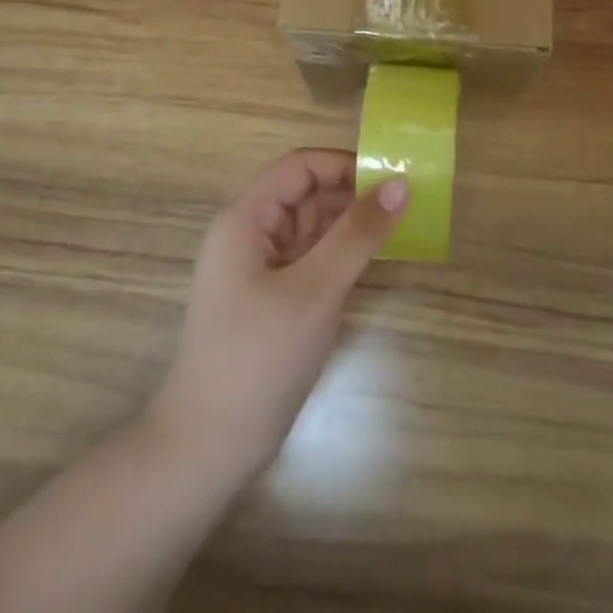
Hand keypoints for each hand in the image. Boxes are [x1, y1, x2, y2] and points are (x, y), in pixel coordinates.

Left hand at [148, 148, 407, 484]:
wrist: (208, 448)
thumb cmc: (259, 358)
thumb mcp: (315, 290)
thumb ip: (358, 234)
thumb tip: (399, 184)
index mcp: (245, 220)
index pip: (297, 167)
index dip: (342, 164)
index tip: (389, 178)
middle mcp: (248, 235)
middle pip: (304, 195)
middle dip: (351, 194)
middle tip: (404, 205)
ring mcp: (258, 270)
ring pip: (310, 228)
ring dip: (349, 225)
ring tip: (398, 229)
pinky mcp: (270, 300)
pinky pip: (309, 260)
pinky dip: (340, 256)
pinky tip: (372, 263)